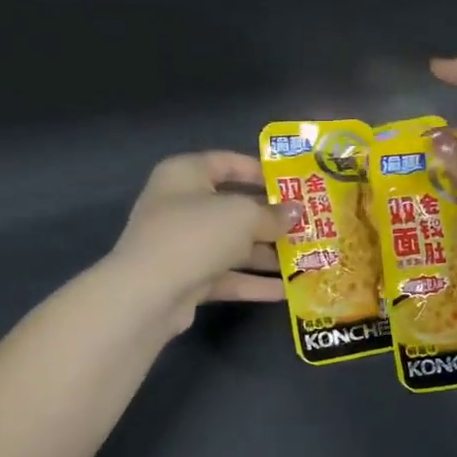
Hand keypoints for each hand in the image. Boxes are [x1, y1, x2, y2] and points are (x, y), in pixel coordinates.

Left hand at [108, 152, 297, 333]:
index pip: (226, 162)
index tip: (292, 182)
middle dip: (270, 219)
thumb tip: (296, 212)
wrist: (148, 294)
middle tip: (309, 225)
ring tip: (307, 259)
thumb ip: (272, 214)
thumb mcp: (242, 216)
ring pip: (232, 246)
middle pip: (233, 208)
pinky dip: (253, 282)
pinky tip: (287, 292)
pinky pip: (226, 276)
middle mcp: (180, 206)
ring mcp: (182, 245)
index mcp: (185, 175)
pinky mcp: (186, 280)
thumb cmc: (195, 235)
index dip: (259, 170)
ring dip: (267, 254)